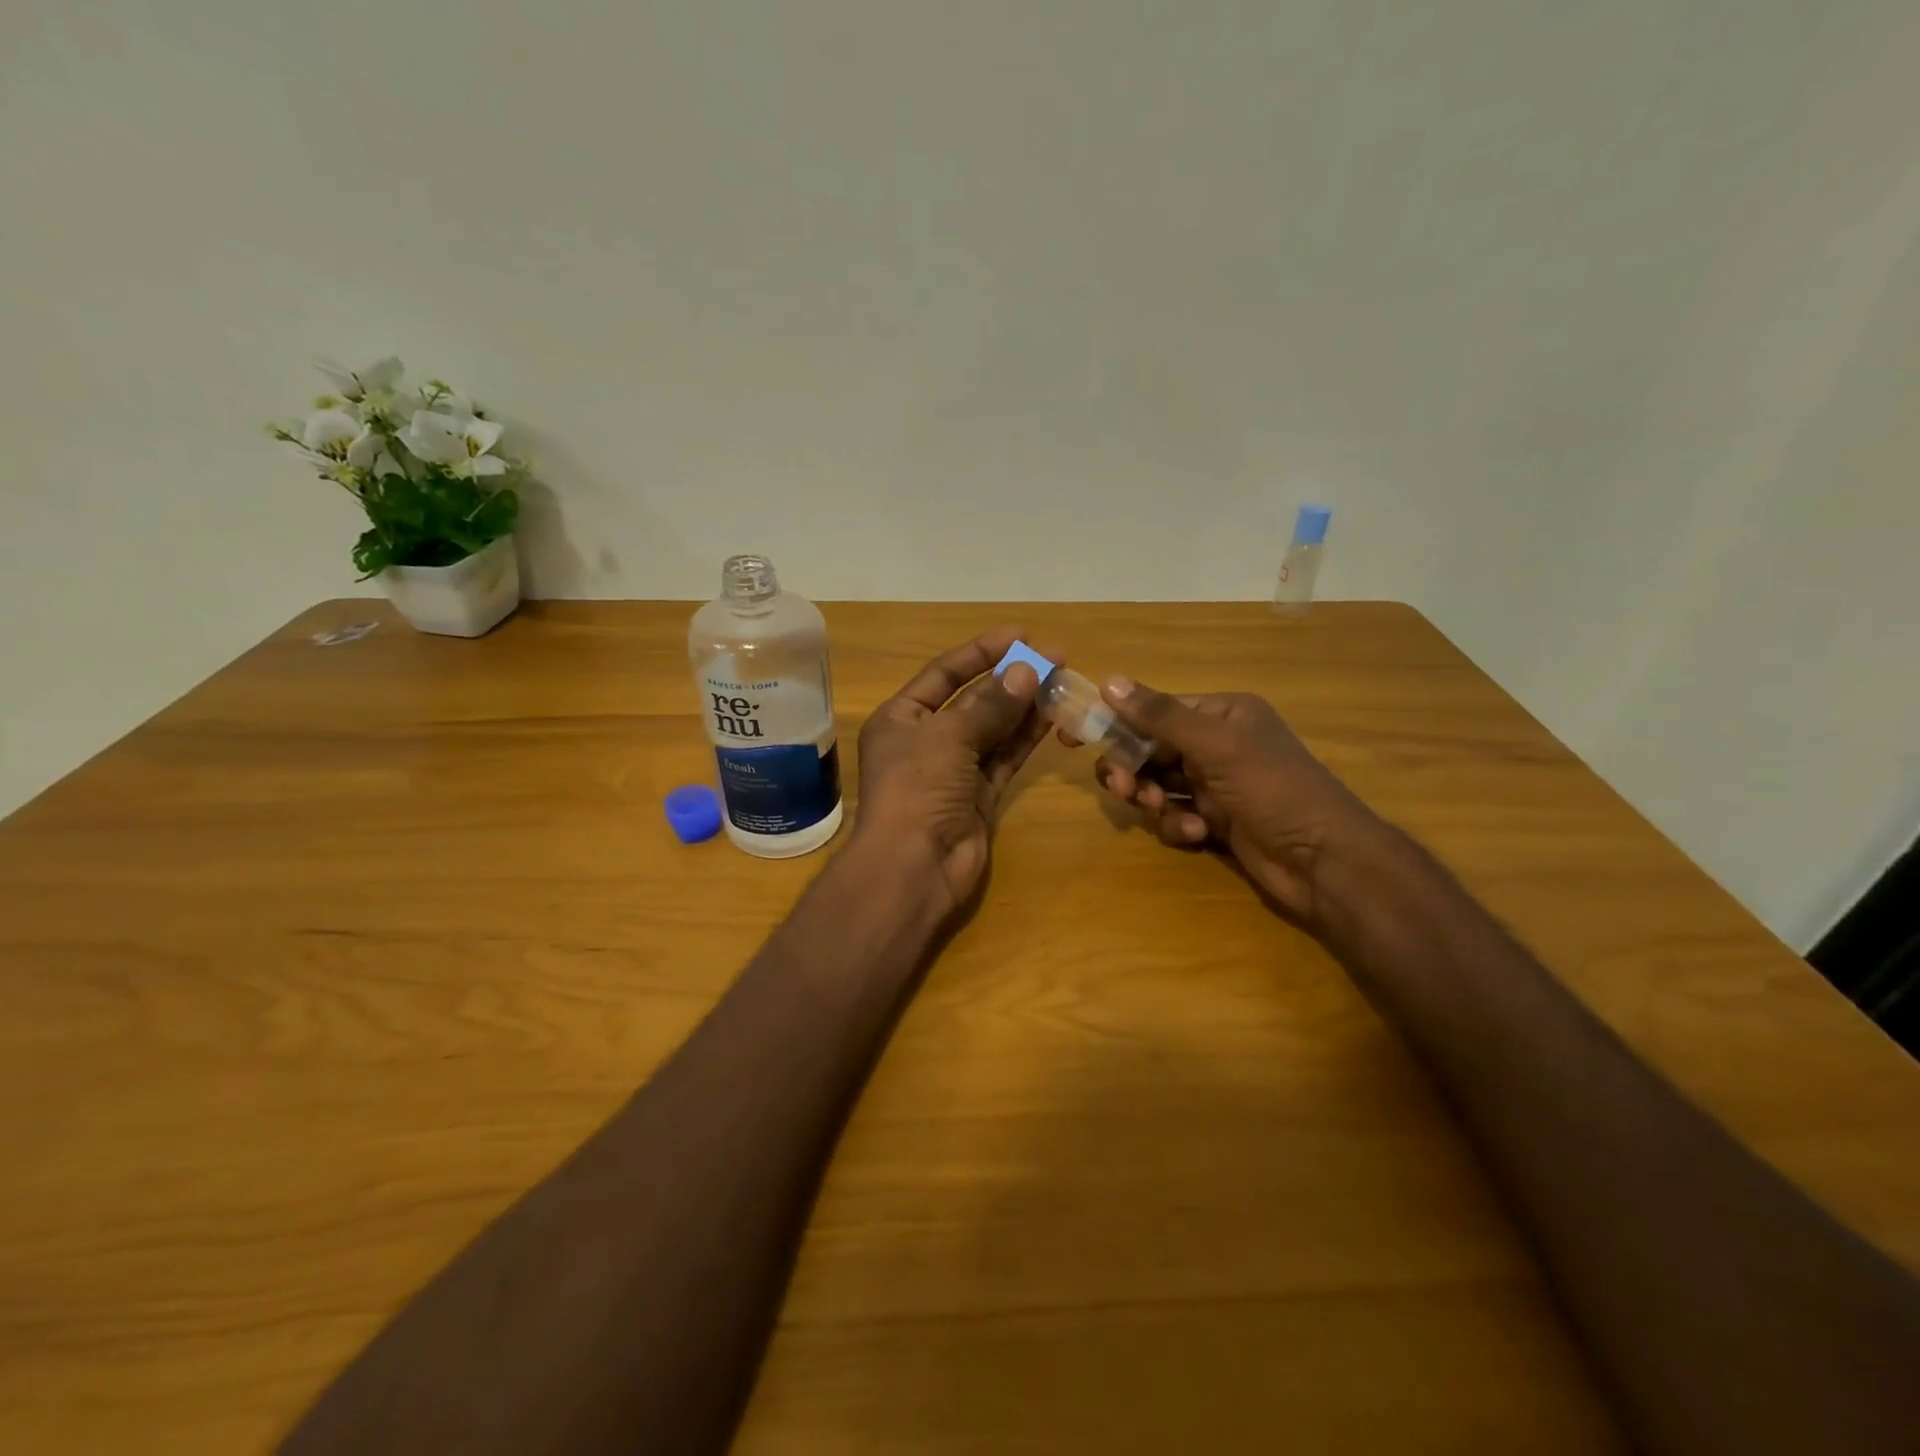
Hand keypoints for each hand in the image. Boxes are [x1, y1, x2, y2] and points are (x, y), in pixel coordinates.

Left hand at [851, 627, 1052, 916]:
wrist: (914, 867)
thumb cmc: (917, 789)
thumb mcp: (948, 736)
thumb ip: (989, 704)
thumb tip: (1026, 671)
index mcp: (900, 718)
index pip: (943, 674)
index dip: (980, 652)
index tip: (1020, 634)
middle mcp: (926, 740)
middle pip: (973, 700)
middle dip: (1011, 678)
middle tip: (1055, 657)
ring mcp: (954, 770)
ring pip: (994, 729)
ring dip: (1025, 705)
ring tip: (1063, 679)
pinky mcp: (980, 796)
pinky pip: (1006, 758)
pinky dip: (1027, 738)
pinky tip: (1053, 716)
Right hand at [1082, 680, 1385, 928]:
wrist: (1323, 860)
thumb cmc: (1272, 789)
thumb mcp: (1215, 746)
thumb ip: (1160, 715)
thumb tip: (1109, 681)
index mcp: (1221, 715)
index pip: (1156, 711)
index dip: (1119, 723)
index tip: (1078, 737)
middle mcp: (1216, 745)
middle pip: (1150, 750)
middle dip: (1134, 769)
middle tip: (1124, 788)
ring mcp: (1215, 785)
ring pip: (1158, 785)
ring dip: (1153, 799)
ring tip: (1160, 810)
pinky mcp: (1215, 821)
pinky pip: (1175, 815)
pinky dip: (1178, 824)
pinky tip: (1198, 832)